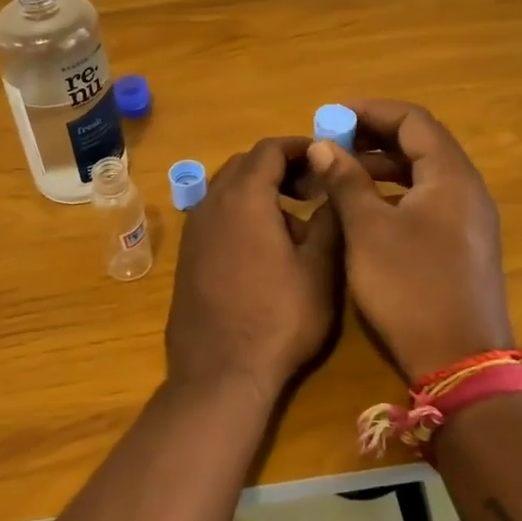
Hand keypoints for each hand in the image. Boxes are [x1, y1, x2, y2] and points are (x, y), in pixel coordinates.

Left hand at [164, 137, 343, 406]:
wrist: (219, 373)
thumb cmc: (278, 318)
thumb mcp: (319, 268)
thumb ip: (329, 218)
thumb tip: (334, 184)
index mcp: (244, 197)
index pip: (269, 149)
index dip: (300, 147)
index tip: (326, 157)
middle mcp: (211, 203)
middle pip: (245, 165)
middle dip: (280, 167)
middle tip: (314, 187)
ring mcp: (193, 231)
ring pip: (227, 190)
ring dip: (259, 191)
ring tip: (294, 219)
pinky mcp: (187, 256)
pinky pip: (216, 216)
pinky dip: (241, 213)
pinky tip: (264, 246)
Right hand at [307, 100, 512, 380]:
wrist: (460, 362)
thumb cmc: (410, 287)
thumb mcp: (367, 230)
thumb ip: (345, 181)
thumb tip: (323, 146)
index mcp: (450, 176)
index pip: (413, 120)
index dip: (371, 111)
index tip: (332, 115)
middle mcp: (467, 189)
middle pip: (421, 143)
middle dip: (374, 136)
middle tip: (333, 142)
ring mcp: (469, 219)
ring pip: (423, 173)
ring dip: (383, 165)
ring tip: (341, 171)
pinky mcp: (462, 245)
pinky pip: (427, 200)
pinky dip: (395, 192)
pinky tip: (365, 208)